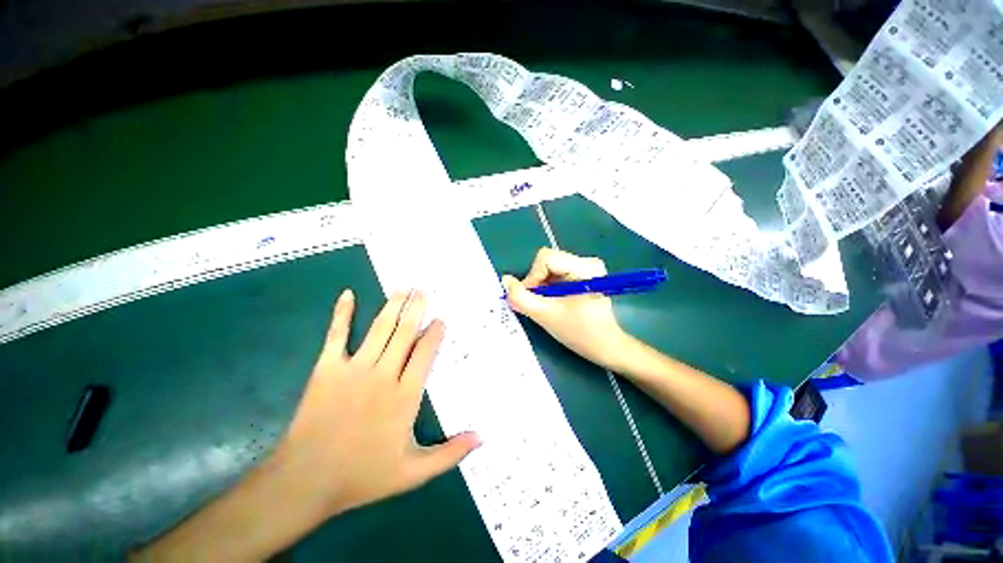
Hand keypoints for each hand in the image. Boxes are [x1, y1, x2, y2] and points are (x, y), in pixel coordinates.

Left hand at [275, 289, 480, 515]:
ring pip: (380, 328)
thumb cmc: (362, 476)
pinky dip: (342, 313)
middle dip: (417, 309)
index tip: (440, 319)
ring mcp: (354, 368)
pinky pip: (337, 334)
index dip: (434, 333)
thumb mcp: (413, 473)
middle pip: (405, 333)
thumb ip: (450, 454)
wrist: (305, 481)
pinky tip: (348, 294)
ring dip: (393, 305)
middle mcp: (383, 374)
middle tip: (424, 290)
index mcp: (405, 395)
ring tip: (403, 288)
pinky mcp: (327, 368)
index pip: (425, 353)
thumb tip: (482, 438)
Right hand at [502, 248, 630, 371]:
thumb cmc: (580, 333)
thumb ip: (522, 298)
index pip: (546, 258)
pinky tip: (553, 302)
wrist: (606, 347)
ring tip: (546, 304)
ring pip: (549, 268)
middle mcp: (587, 262)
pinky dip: (548, 287)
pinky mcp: (583, 275)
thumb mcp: (546, 316)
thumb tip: (506, 281)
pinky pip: (556, 274)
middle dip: (537, 282)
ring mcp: (586, 268)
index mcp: (585, 267)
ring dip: (541, 286)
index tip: (530, 299)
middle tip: (537, 303)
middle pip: (547, 261)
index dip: (532, 278)